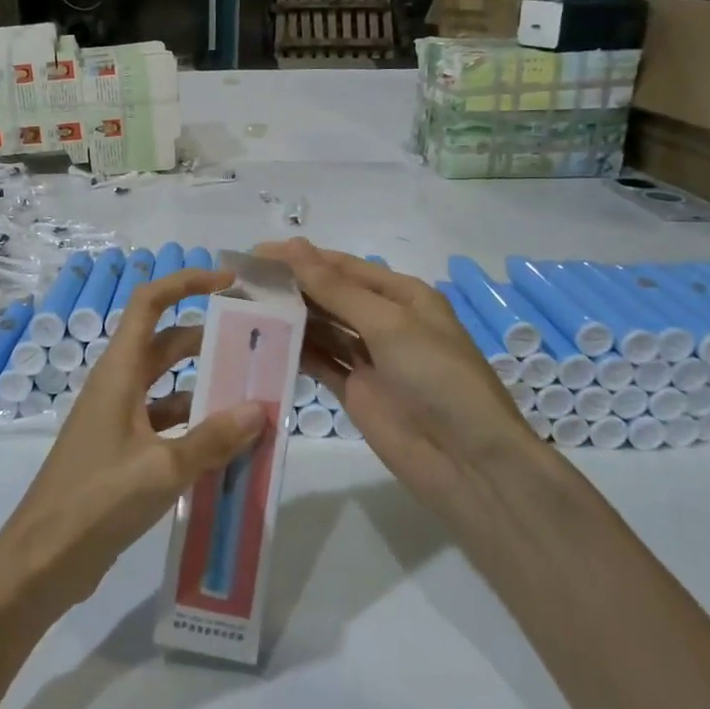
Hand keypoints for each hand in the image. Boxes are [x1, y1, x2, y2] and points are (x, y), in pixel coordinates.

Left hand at [0, 267, 266, 621]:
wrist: (42, 561)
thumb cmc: (97, 501)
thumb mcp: (162, 469)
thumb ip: (213, 439)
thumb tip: (259, 409)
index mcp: (119, 372)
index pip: (150, 303)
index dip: (186, 283)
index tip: (229, 283)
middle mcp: (118, 386)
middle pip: (166, 343)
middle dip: (209, 338)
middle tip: (256, 344)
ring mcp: (118, 419)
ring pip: (169, 385)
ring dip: (206, 387)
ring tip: (254, 397)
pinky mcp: (122, 451)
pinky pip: (166, 423)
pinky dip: (195, 426)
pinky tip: (228, 447)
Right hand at [257, 239, 536, 518]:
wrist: (467, 462)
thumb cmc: (436, 377)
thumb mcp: (389, 324)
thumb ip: (336, 289)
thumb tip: (292, 246)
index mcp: (403, 296)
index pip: (343, 267)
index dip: (301, 258)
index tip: (256, 253)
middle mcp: (385, 322)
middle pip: (330, 296)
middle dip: (292, 286)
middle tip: (242, 281)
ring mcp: (368, 358)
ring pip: (321, 328)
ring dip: (289, 317)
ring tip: (244, 307)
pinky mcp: (355, 391)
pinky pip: (319, 363)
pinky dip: (294, 352)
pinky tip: (262, 342)